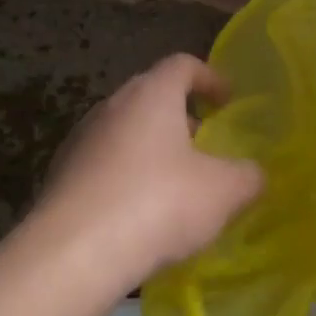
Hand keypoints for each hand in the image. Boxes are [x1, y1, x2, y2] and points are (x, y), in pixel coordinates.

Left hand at [15, 53, 264, 307]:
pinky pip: (103, 162)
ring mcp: (80, 139)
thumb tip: (254, 173)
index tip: (227, 101)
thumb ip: (247, 176)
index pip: (182, 64)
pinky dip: (126, 174)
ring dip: (151, 147)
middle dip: (180, 115)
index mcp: (151, 94)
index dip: (209, 77)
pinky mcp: (61, 173)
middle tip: (204, 144)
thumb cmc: (158, 204)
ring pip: (125, 130)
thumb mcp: (222, 192)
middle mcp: (111, 105)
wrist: (75, 251)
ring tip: (174, 182)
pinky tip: (138, 211)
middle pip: (151, 95)